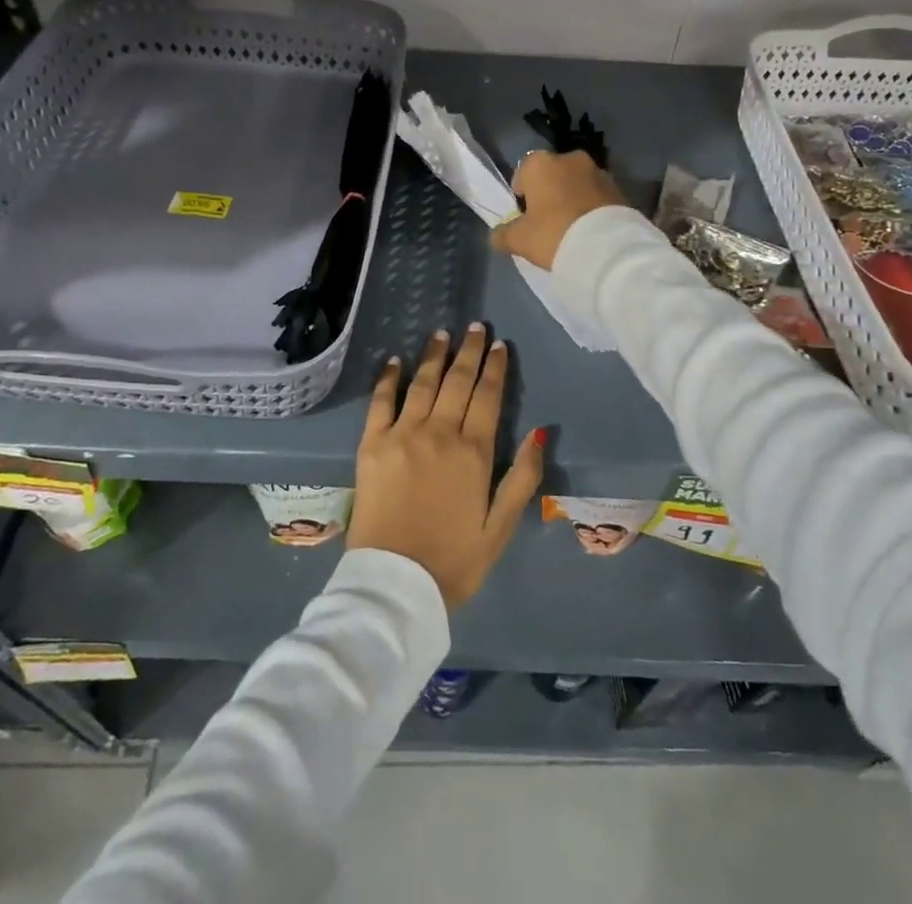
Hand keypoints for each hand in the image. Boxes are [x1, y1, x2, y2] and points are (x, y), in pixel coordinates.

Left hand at [349, 325, 543, 608]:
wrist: (395, 584)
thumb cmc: (453, 561)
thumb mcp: (500, 528)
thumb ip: (522, 478)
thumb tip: (539, 432)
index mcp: (474, 452)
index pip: (488, 397)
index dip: (495, 368)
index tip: (499, 345)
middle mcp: (439, 433)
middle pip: (457, 382)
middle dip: (469, 351)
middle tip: (475, 327)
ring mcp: (402, 435)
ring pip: (422, 383)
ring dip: (434, 355)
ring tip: (442, 333)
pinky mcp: (371, 445)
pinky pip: (381, 401)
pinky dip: (389, 378)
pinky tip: (395, 360)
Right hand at [490, 149, 630, 270]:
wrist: (607, 247)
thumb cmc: (553, 234)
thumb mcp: (519, 240)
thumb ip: (503, 234)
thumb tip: (497, 235)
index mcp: (541, 163)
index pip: (523, 173)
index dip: (522, 194)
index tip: (525, 216)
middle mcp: (570, 158)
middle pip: (552, 176)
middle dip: (549, 193)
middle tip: (548, 222)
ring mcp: (598, 171)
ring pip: (577, 184)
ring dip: (573, 198)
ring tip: (572, 229)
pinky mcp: (619, 189)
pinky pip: (597, 196)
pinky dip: (592, 208)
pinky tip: (590, 230)